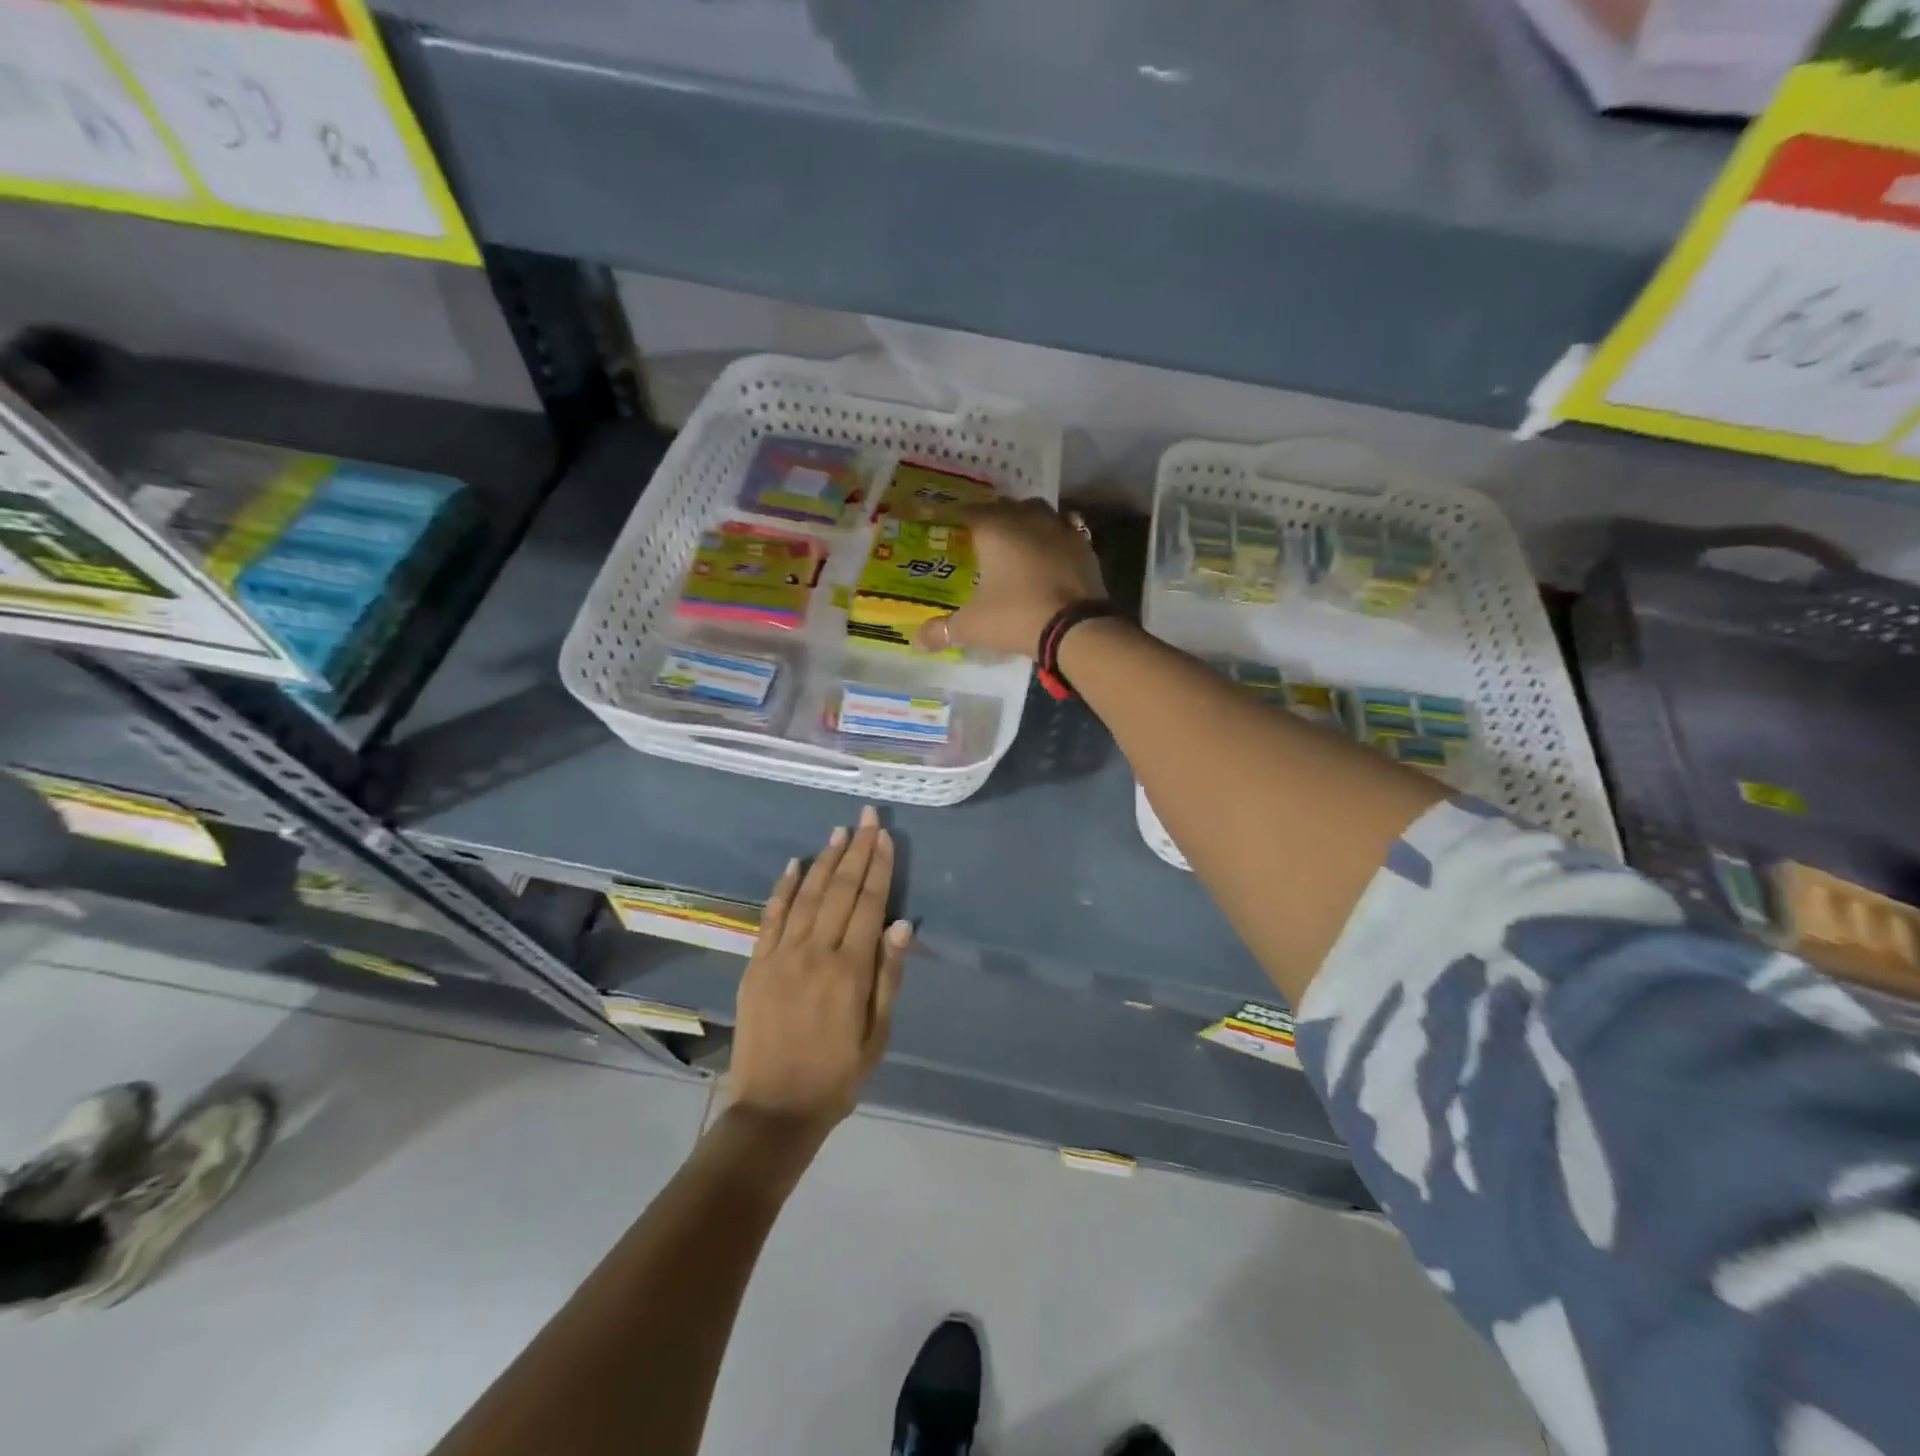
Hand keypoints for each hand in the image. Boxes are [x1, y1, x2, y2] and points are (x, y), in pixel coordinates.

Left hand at [728, 807, 910, 1141]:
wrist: (774, 1109)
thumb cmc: (837, 1075)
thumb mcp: (877, 1034)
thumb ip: (888, 976)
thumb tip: (901, 924)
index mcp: (850, 970)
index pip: (869, 904)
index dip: (878, 868)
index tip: (885, 837)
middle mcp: (816, 952)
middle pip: (840, 890)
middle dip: (856, 851)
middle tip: (866, 818)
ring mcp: (781, 956)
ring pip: (808, 896)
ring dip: (825, 861)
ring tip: (839, 832)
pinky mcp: (756, 964)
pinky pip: (771, 917)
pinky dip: (783, 888)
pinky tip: (794, 864)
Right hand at [914, 499, 1104, 658]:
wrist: (1075, 627)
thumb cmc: (1016, 616)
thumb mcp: (973, 626)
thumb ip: (943, 630)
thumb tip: (918, 640)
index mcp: (995, 529)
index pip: (969, 511)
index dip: (957, 517)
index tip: (949, 525)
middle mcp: (1027, 519)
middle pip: (1006, 507)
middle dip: (993, 517)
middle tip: (983, 535)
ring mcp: (1060, 529)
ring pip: (1039, 512)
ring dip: (1027, 520)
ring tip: (1018, 538)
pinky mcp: (1084, 546)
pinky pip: (1065, 530)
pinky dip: (1054, 536)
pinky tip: (1050, 552)